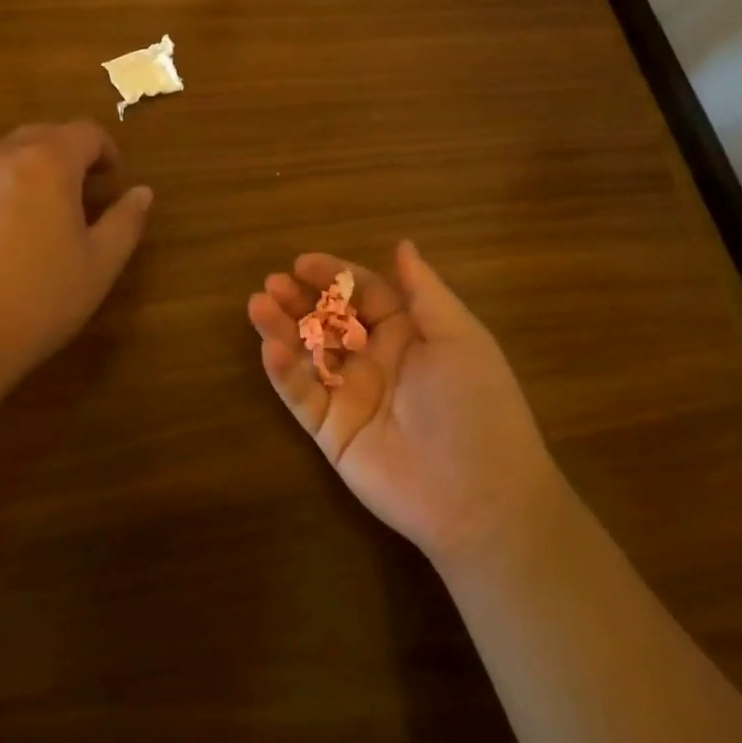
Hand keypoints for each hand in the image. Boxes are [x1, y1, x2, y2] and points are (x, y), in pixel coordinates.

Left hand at [0, 121, 152, 398]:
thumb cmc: (37, 297)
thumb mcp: (99, 265)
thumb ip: (125, 222)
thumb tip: (141, 193)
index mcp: (48, 161)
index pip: (86, 132)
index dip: (106, 150)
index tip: (113, 179)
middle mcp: (3, 155)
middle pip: (44, 136)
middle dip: (69, 155)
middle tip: (83, 195)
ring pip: (8, 156)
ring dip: (32, 171)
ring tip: (42, 216)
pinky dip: (0, 192)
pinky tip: (2, 237)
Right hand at [248, 242, 557, 566]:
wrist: (483, 496)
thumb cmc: (477, 404)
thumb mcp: (459, 337)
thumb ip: (423, 291)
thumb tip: (402, 245)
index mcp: (407, 334)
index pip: (362, 295)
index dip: (334, 276)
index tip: (302, 263)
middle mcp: (373, 360)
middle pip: (328, 321)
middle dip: (300, 300)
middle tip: (272, 284)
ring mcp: (349, 395)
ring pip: (307, 354)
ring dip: (282, 328)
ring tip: (258, 305)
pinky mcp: (331, 431)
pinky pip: (302, 396)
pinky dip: (284, 372)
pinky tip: (271, 348)